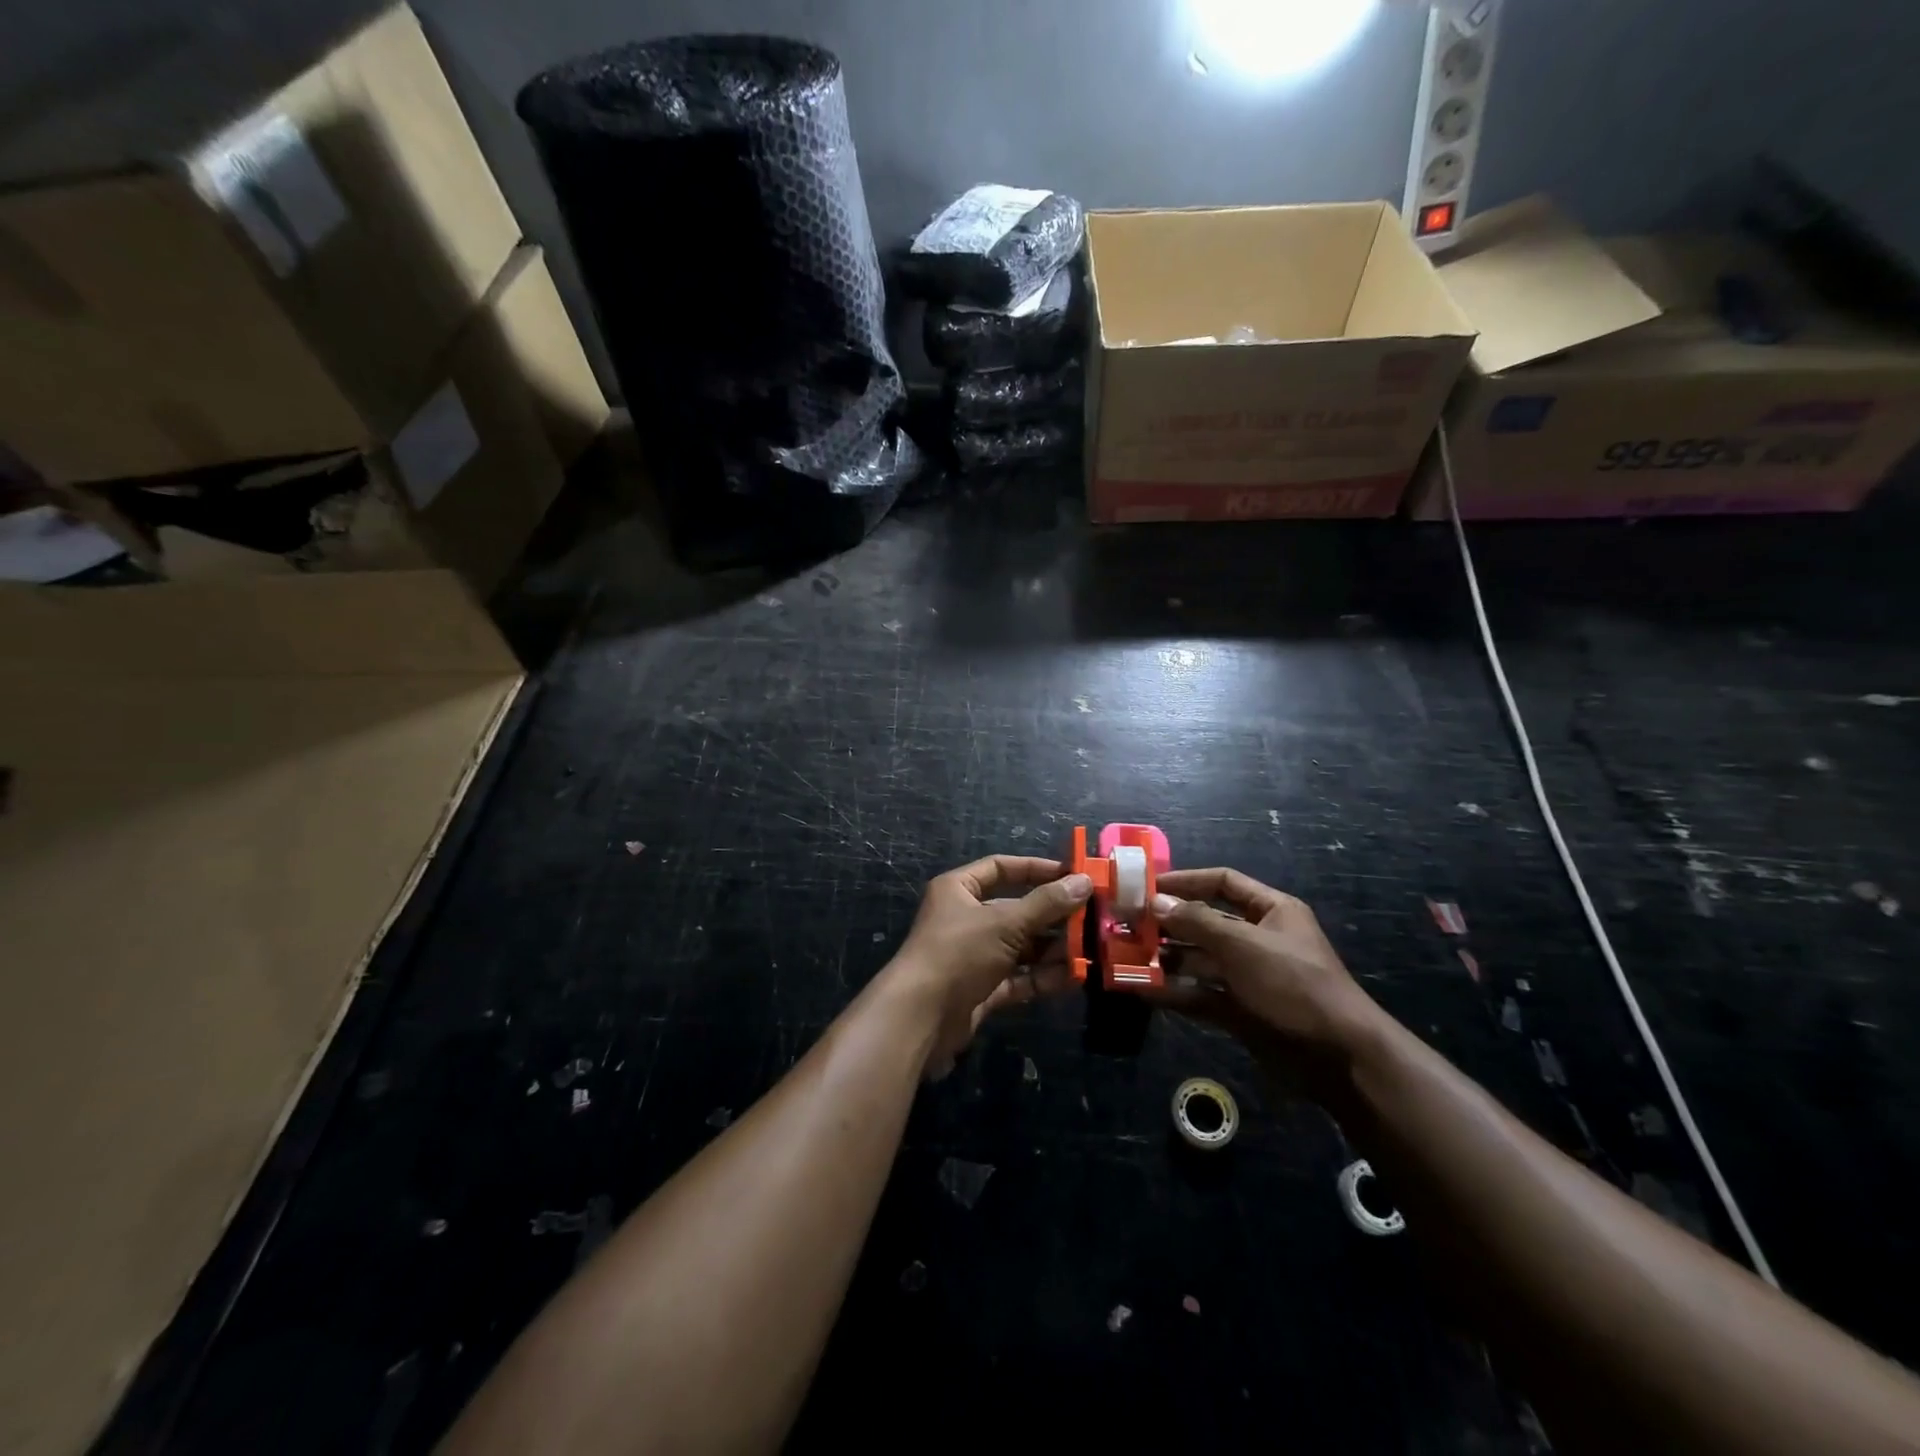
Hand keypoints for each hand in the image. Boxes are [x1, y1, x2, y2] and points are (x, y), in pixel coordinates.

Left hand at [885, 855, 1089, 1077]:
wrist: (920, 1018)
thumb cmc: (959, 953)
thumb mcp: (1005, 923)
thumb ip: (1047, 904)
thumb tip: (1084, 882)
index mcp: (959, 890)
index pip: (1002, 868)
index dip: (1036, 869)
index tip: (1073, 875)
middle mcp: (965, 918)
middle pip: (1016, 910)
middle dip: (1052, 916)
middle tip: (1092, 918)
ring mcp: (974, 956)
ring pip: (1020, 946)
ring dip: (1052, 949)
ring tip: (1090, 950)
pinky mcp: (981, 989)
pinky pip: (1018, 977)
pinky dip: (1042, 977)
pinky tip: (1073, 977)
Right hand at [1146, 868, 1384, 1096]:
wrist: (1339, 1058)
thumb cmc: (1293, 984)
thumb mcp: (1242, 945)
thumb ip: (1196, 921)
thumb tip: (1155, 902)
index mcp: (1270, 911)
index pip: (1222, 882)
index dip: (1185, 881)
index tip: (1146, 886)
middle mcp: (1257, 939)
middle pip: (1205, 921)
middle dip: (1168, 923)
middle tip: (1127, 924)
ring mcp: (1248, 976)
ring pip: (1198, 960)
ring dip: (1165, 959)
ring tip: (1127, 957)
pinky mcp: (1240, 1010)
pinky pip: (1200, 994)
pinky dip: (1174, 993)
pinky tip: (1142, 991)